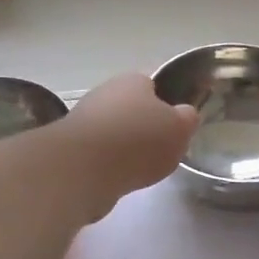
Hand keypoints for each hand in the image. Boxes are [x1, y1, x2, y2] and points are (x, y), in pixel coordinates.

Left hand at [61, 73, 198, 219]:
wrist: (84, 168)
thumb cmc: (139, 140)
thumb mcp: (180, 128)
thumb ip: (187, 119)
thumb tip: (184, 114)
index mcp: (134, 80)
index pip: (154, 84)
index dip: (167, 103)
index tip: (176, 126)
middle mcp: (106, 93)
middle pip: (132, 108)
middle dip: (145, 127)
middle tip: (162, 150)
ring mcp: (85, 119)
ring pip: (114, 132)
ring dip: (126, 148)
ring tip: (142, 169)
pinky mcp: (71, 147)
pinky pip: (99, 154)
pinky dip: (110, 165)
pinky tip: (119, 179)